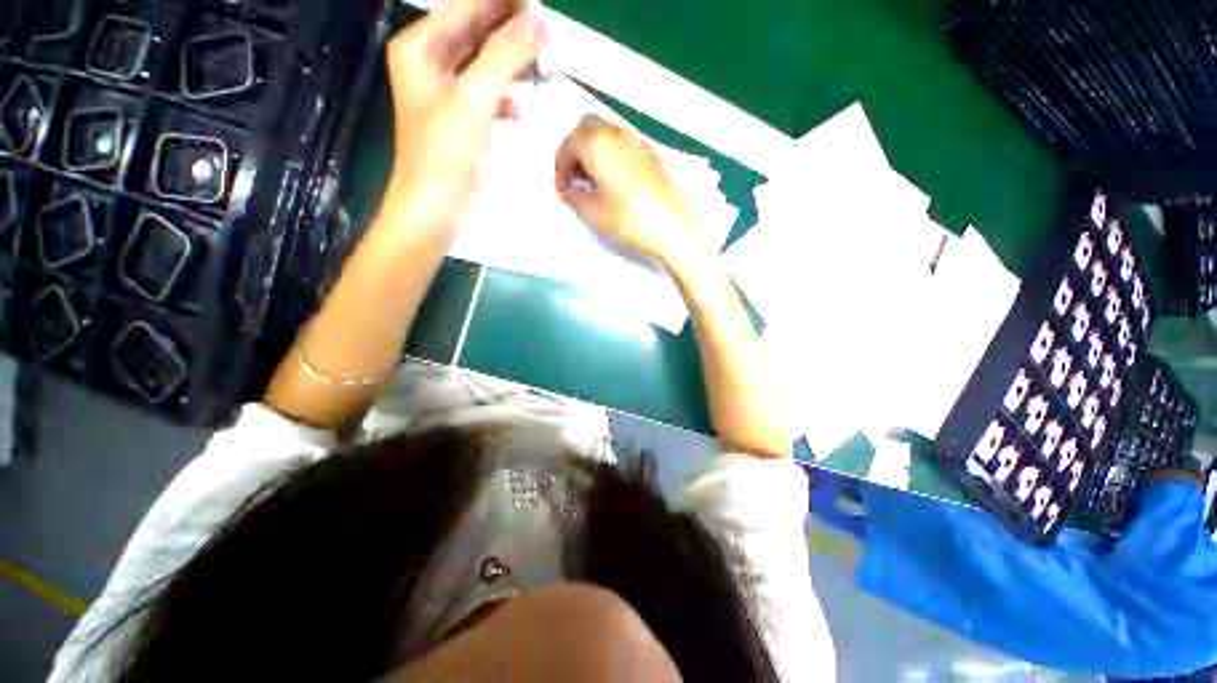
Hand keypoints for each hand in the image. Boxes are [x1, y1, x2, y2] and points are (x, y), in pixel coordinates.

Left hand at [382, 0, 545, 234]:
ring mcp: (447, 90)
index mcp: (422, 46)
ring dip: (514, 64)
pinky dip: (507, 96)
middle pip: (477, 31)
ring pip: (486, 62)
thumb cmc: (445, 152)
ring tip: (543, 66)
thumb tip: (539, 22)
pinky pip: (489, 92)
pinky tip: (522, 108)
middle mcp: (432, 61)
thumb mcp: (476, 97)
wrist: (435, 206)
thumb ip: (506, 54)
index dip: (505, 3)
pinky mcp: (463, 117)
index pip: (468, 6)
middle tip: (549, 38)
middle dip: (513, 33)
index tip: (540, 7)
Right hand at [555, 116, 707, 264]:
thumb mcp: (594, 213)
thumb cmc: (629, 219)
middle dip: (575, 150)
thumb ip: (575, 197)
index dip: (560, 166)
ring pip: (606, 133)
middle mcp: (617, 134)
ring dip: (592, 150)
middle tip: (573, 178)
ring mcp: (637, 141)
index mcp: (598, 144)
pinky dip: (610, 154)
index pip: (569, 144)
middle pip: (587, 129)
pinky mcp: (650, 154)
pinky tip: (612, 180)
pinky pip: (622, 144)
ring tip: (591, 181)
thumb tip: (568, 190)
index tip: (562, 188)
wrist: (672, 227)